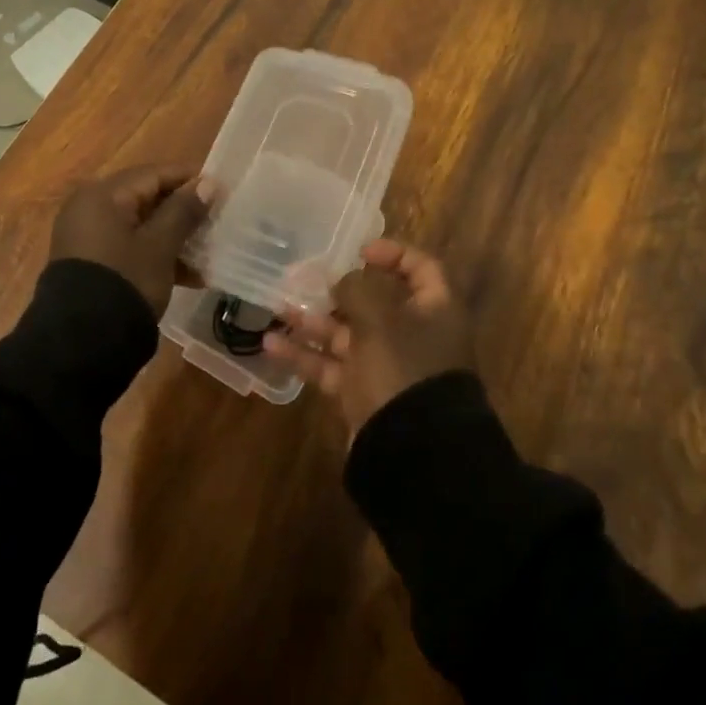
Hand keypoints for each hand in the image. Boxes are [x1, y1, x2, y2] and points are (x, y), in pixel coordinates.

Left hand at [49, 165, 212, 309]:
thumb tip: (207, 183)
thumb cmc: (125, 281)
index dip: (189, 180)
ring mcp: (87, 237)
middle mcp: (89, 208)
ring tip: (207, 252)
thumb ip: (184, 211)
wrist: (81, 343)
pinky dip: (155, 254)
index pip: (154, 174)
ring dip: (173, 237)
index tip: (221, 190)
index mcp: (103, 195)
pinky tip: (189, 276)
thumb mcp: (160, 246)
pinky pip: (129, 247)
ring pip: (140, 225)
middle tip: (216, 221)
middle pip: (146, 199)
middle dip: (182, 212)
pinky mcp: (91, 263)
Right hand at [262, 239, 473, 438]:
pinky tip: (271, 344)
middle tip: (302, 278)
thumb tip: (341, 279)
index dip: (393, 254)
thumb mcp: (380, 320)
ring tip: (277, 306)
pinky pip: (332, 366)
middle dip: (337, 290)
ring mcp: (387, 365)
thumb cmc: (402, 368)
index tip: (358, 252)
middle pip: (376, 302)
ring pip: (347, 334)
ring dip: (313, 321)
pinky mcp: (363, 392)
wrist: (413, 452)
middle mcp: (413, 334)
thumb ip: (357, 290)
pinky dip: (305, 355)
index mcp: (433, 310)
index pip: (421, 269)